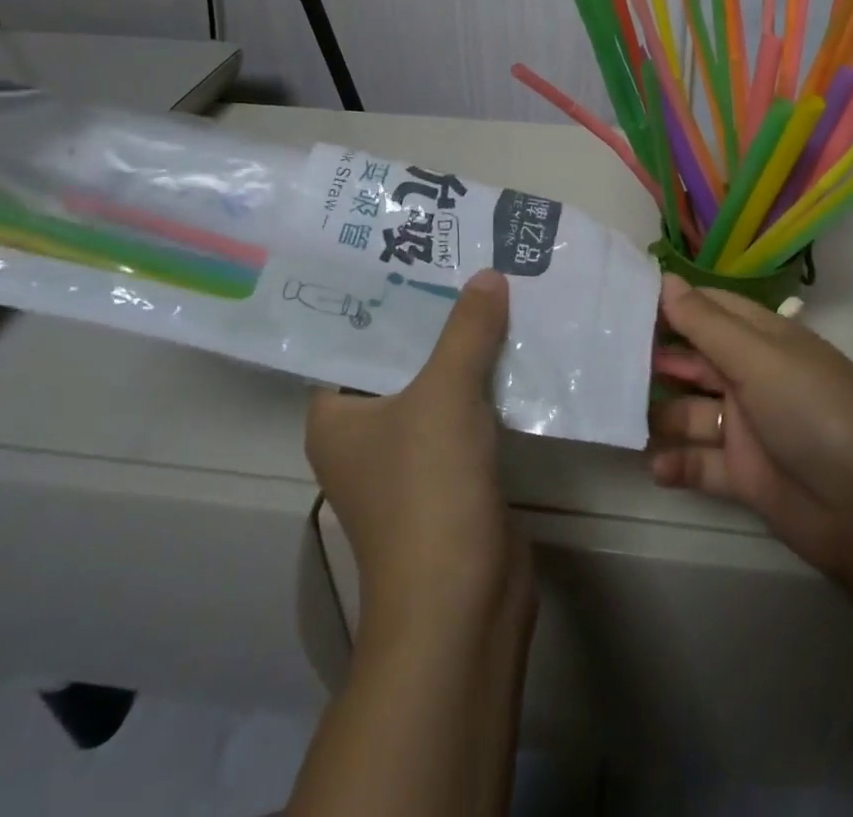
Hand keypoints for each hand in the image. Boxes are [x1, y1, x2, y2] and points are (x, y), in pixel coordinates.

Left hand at [307, 269, 531, 630]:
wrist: (462, 599)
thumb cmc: (428, 487)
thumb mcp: (445, 393)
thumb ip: (466, 330)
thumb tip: (488, 275)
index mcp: (336, 415)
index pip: (355, 339)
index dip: (388, 296)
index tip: (421, 253)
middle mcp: (365, 434)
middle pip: (403, 358)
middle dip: (438, 316)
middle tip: (468, 261)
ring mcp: (410, 458)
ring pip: (439, 385)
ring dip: (467, 348)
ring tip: (498, 290)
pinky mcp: (451, 474)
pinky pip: (467, 411)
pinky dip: (487, 383)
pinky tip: (516, 347)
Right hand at [651, 274, 852, 611]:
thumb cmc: (815, 413)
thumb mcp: (759, 360)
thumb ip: (706, 324)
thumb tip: (664, 279)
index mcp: (764, 339)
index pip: (710, 308)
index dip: (670, 304)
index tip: (620, 301)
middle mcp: (753, 377)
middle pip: (695, 359)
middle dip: (656, 359)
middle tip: (606, 360)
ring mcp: (748, 427)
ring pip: (691, 411)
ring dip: (660, 414)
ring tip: (621, 415)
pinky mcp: (745, 475)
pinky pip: (701, 462)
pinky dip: (678, 462)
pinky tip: (657, 465)